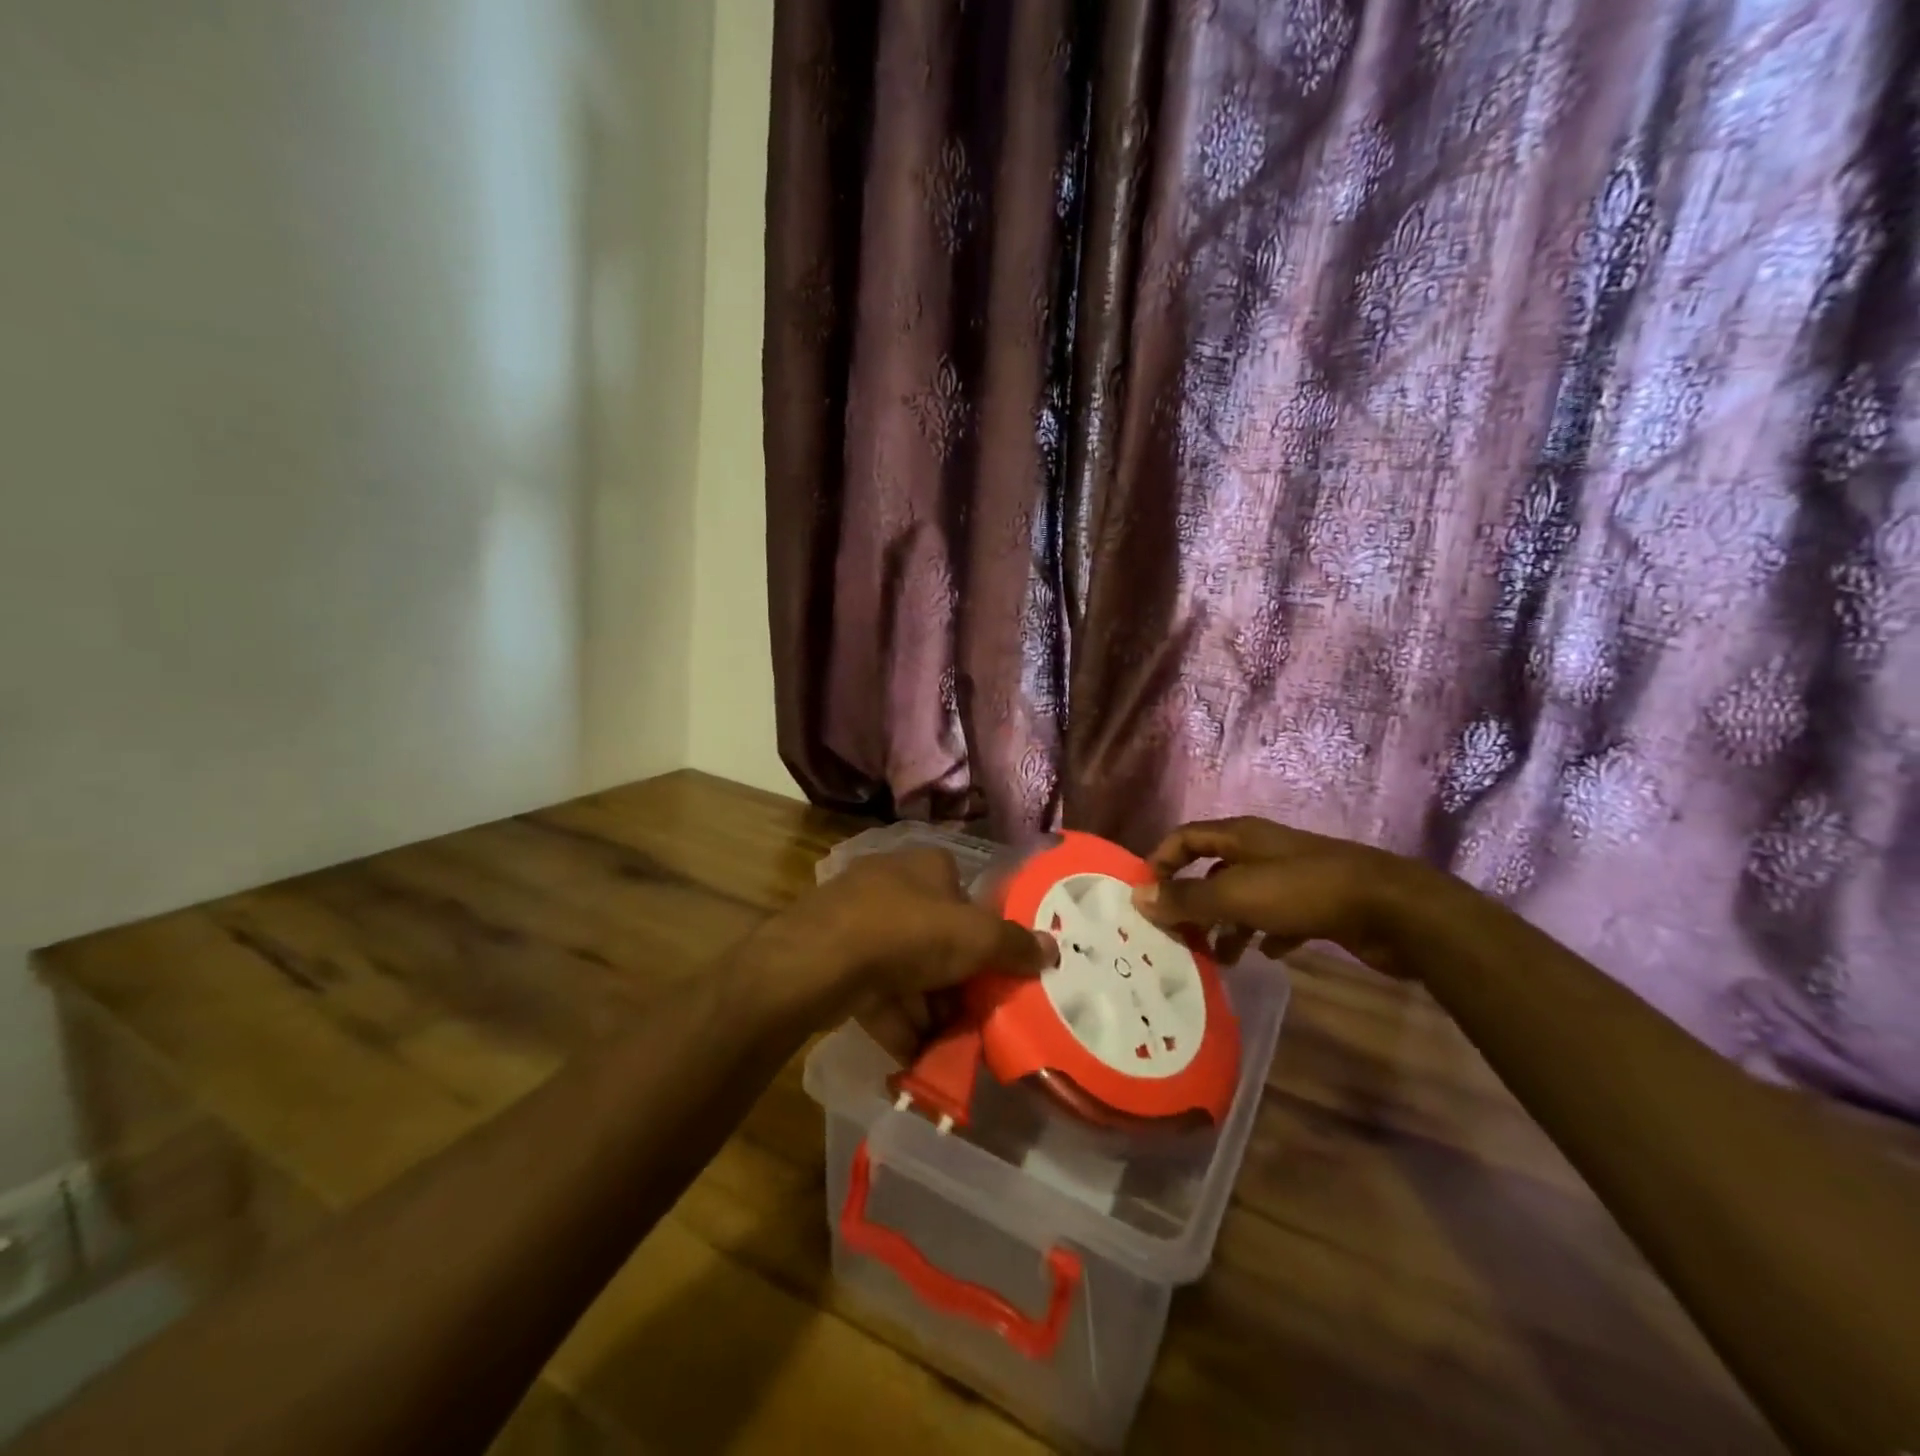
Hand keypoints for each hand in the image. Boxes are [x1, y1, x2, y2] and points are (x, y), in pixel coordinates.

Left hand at [748, 847, 1057, 1056]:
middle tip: (975, 1020)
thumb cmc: (907, 932)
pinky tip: (914, 1055)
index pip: (966, 897)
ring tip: (949, 1047)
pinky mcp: (835, 957)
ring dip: (929, 1009)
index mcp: (927, 865)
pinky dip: (897, 1021)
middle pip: (938, 938)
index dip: (984, 937)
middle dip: (956, 983)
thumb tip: (1053, 948)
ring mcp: (858, 920)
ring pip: (907, 969)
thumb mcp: (975, 938)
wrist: (819, 961)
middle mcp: (892, 885)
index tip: (997, 975)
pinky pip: (878, 991)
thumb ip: (1015, 945)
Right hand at [1131, 816, 1433, 976]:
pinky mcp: (1317, 904)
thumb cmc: (1303, 892)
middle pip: (1213, 871)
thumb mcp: (1236, 895)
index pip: (1185, 837)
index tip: (1145, 897)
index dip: (1161, 861)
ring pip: (1244, 898)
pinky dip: (1265, 934)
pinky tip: (1265, 955)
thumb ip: (1187, 898)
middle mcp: (1262, 851)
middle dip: (1193, 903)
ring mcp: (1291, 877)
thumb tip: (1138, 897)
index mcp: (1240, 836)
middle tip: (1178, 937)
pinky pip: (1278, 918)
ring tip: (1218, 958)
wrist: (1391, 909)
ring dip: (1227, 926)